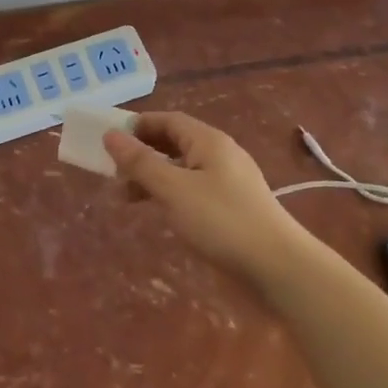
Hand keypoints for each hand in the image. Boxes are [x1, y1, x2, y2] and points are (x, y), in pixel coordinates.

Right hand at [104, 111, 310, 286]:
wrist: (278, 267)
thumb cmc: (221, 221)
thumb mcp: (173, 189)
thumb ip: (140, 162)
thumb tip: (110, 135)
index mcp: (208, 141)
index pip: (168, 120)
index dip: (138, 126)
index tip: (109, 142)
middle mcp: (220, 154)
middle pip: (175, 142)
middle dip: (143, 154)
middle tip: (115, 173)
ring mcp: (229, 181)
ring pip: (183, 168)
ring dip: (154, 177)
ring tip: (129, 198)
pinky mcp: (233, 206)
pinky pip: (194, 188)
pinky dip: (171, 194)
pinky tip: (161, 211)